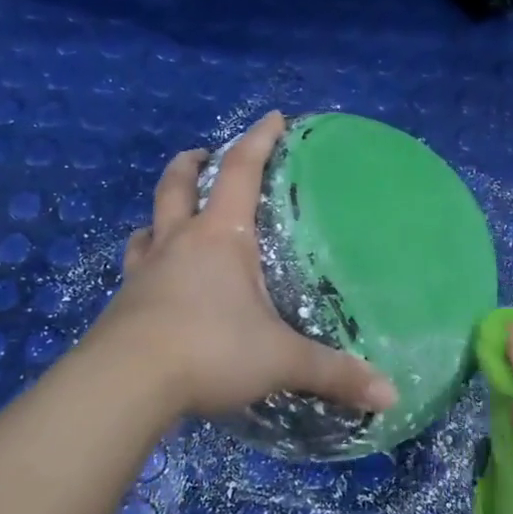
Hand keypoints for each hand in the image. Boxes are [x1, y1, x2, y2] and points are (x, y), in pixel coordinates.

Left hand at [106, 112, 399, 419]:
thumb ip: (334, 374)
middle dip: (192, 164)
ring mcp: (143, 273)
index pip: (240, 172)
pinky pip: (135, 270)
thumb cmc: (210, 350)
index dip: (258, 140)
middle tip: (203, 155)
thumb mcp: (280, 360)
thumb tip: (391, 396)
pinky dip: (148, 264)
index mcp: (219, 238)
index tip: (273, 118)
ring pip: (147, 227)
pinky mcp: (122, 306)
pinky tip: (157, 284)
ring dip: (161, 216)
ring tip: (175, 221)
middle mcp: (177, 244)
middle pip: (176, 186)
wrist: (124, 385)